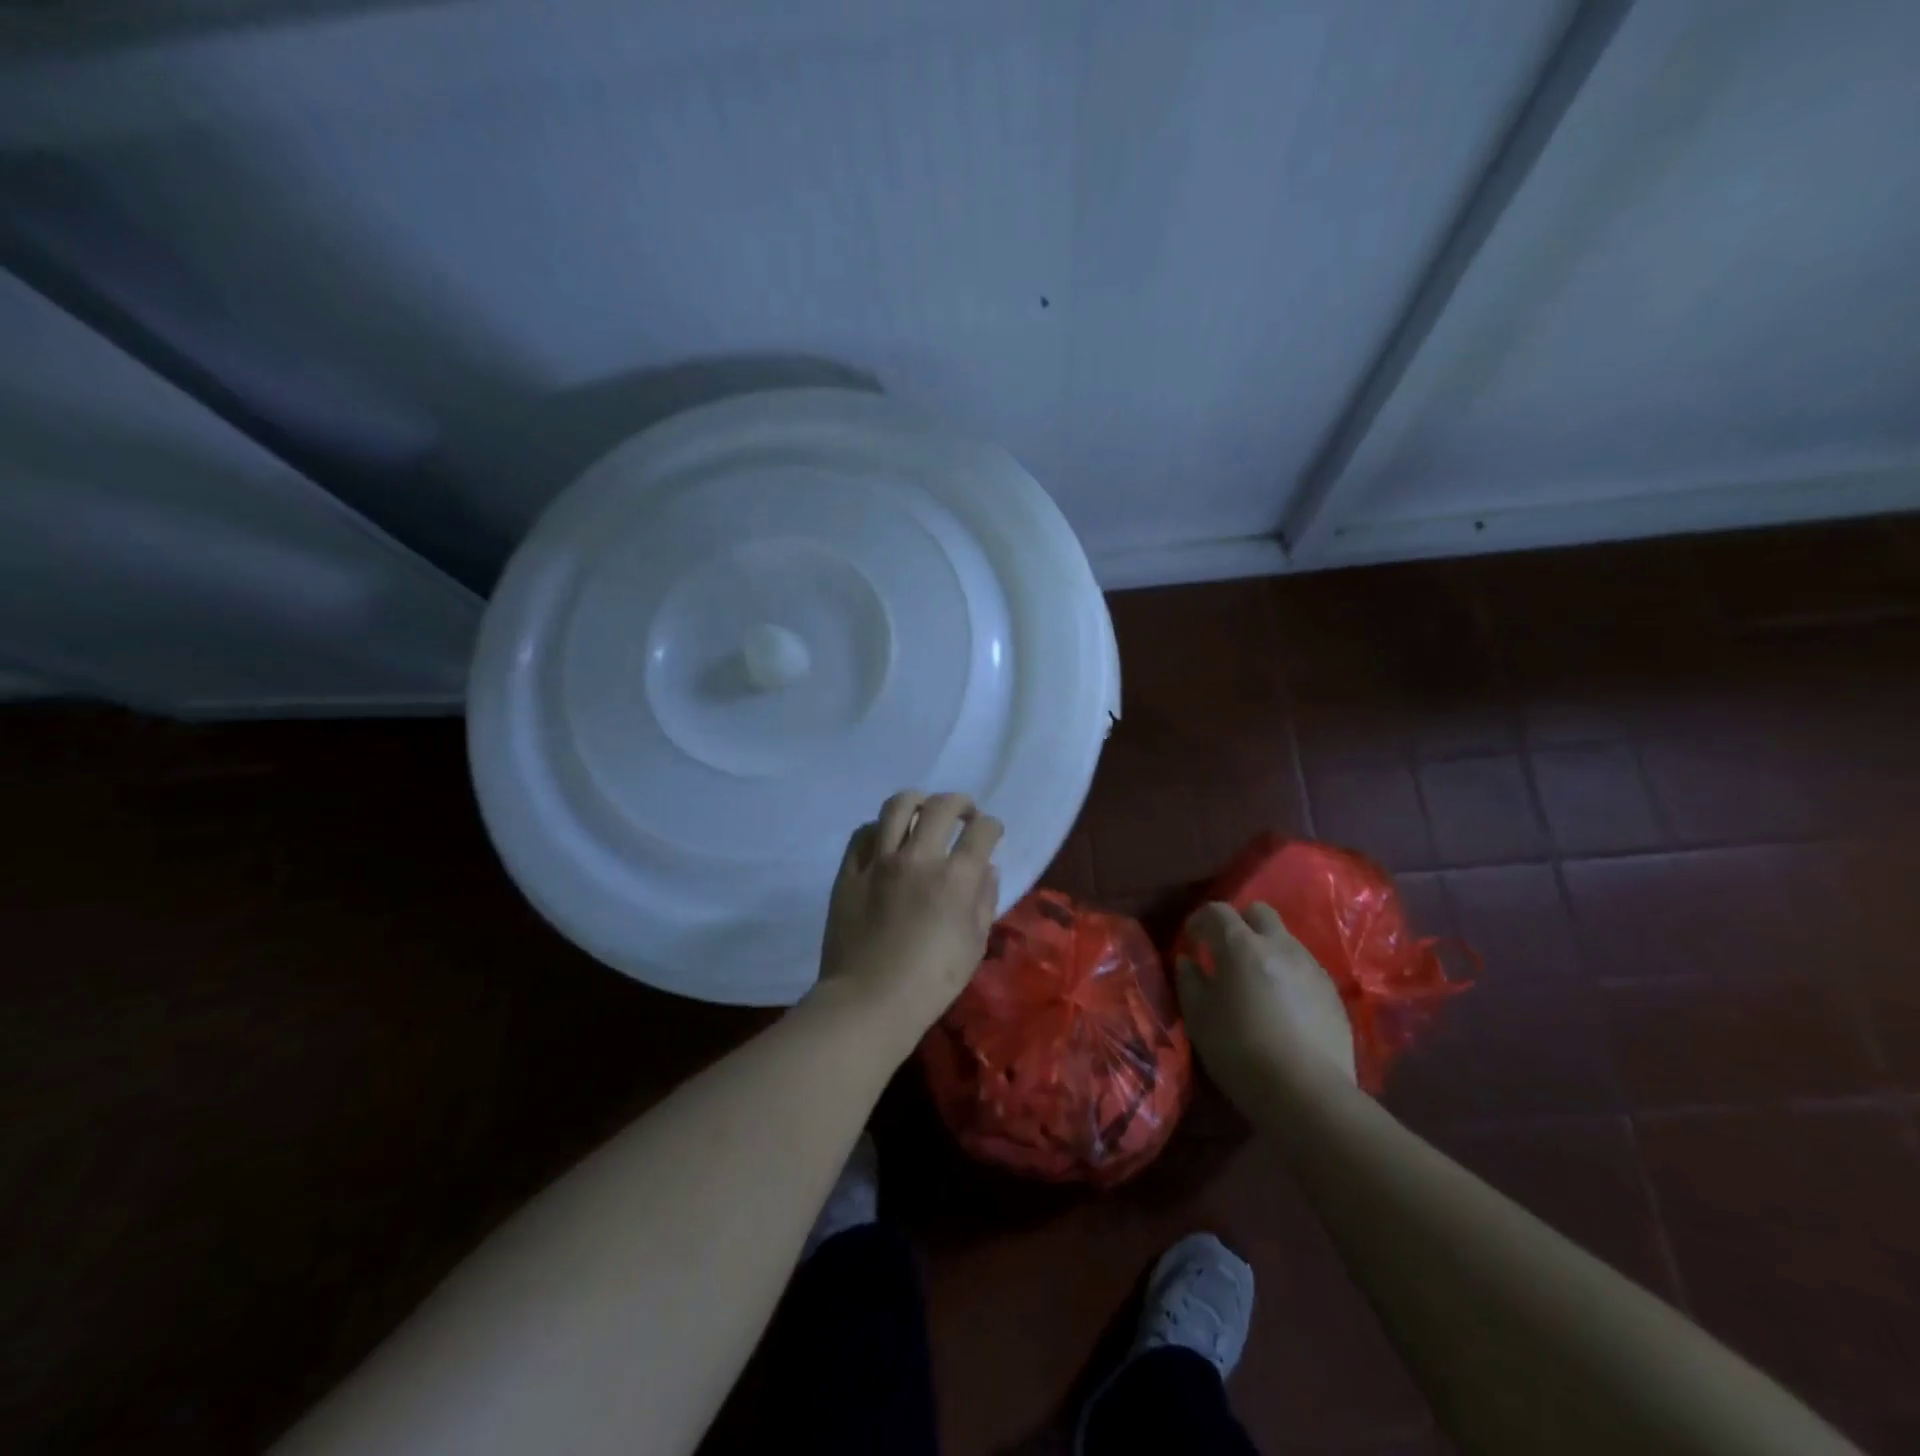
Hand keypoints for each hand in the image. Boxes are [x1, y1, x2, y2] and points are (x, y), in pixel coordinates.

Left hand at [810, 791, 1002, 1056]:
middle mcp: (918, 858)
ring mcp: (879, 861)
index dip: (992, 827)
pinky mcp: (850, 871)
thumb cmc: (931, 982)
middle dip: (961, 804)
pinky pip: (864, 833)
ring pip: (898, 806)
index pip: (982, 831)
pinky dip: (880, 829)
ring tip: (924, 812)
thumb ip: (984, 900)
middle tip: (964, 815)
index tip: (991, 833)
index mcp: (955, 878)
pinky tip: (887, 839)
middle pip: (942, 806)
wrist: (868, 1001)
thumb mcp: (974, 945)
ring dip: (919, 802)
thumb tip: (986, 869)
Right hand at [1177, 901, 1358, 1102]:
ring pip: (1285, 938)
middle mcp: (1279, 945)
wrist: (1308, 1094)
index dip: (1200, 921)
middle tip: (1226, 952)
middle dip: (1239, 923)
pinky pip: (1305, 967)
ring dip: (1266, 948)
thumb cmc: (1241, 1052)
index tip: (1192, 942)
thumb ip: (1190, 981)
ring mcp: (1311, 967)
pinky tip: (1283, 1005)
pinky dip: (1288, 973)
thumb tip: (1189, 961)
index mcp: (1241, 946)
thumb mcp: (1199, 1018)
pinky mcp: (1333, 992)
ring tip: (1256, 981)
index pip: (1217, 911)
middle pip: (1259, 911)